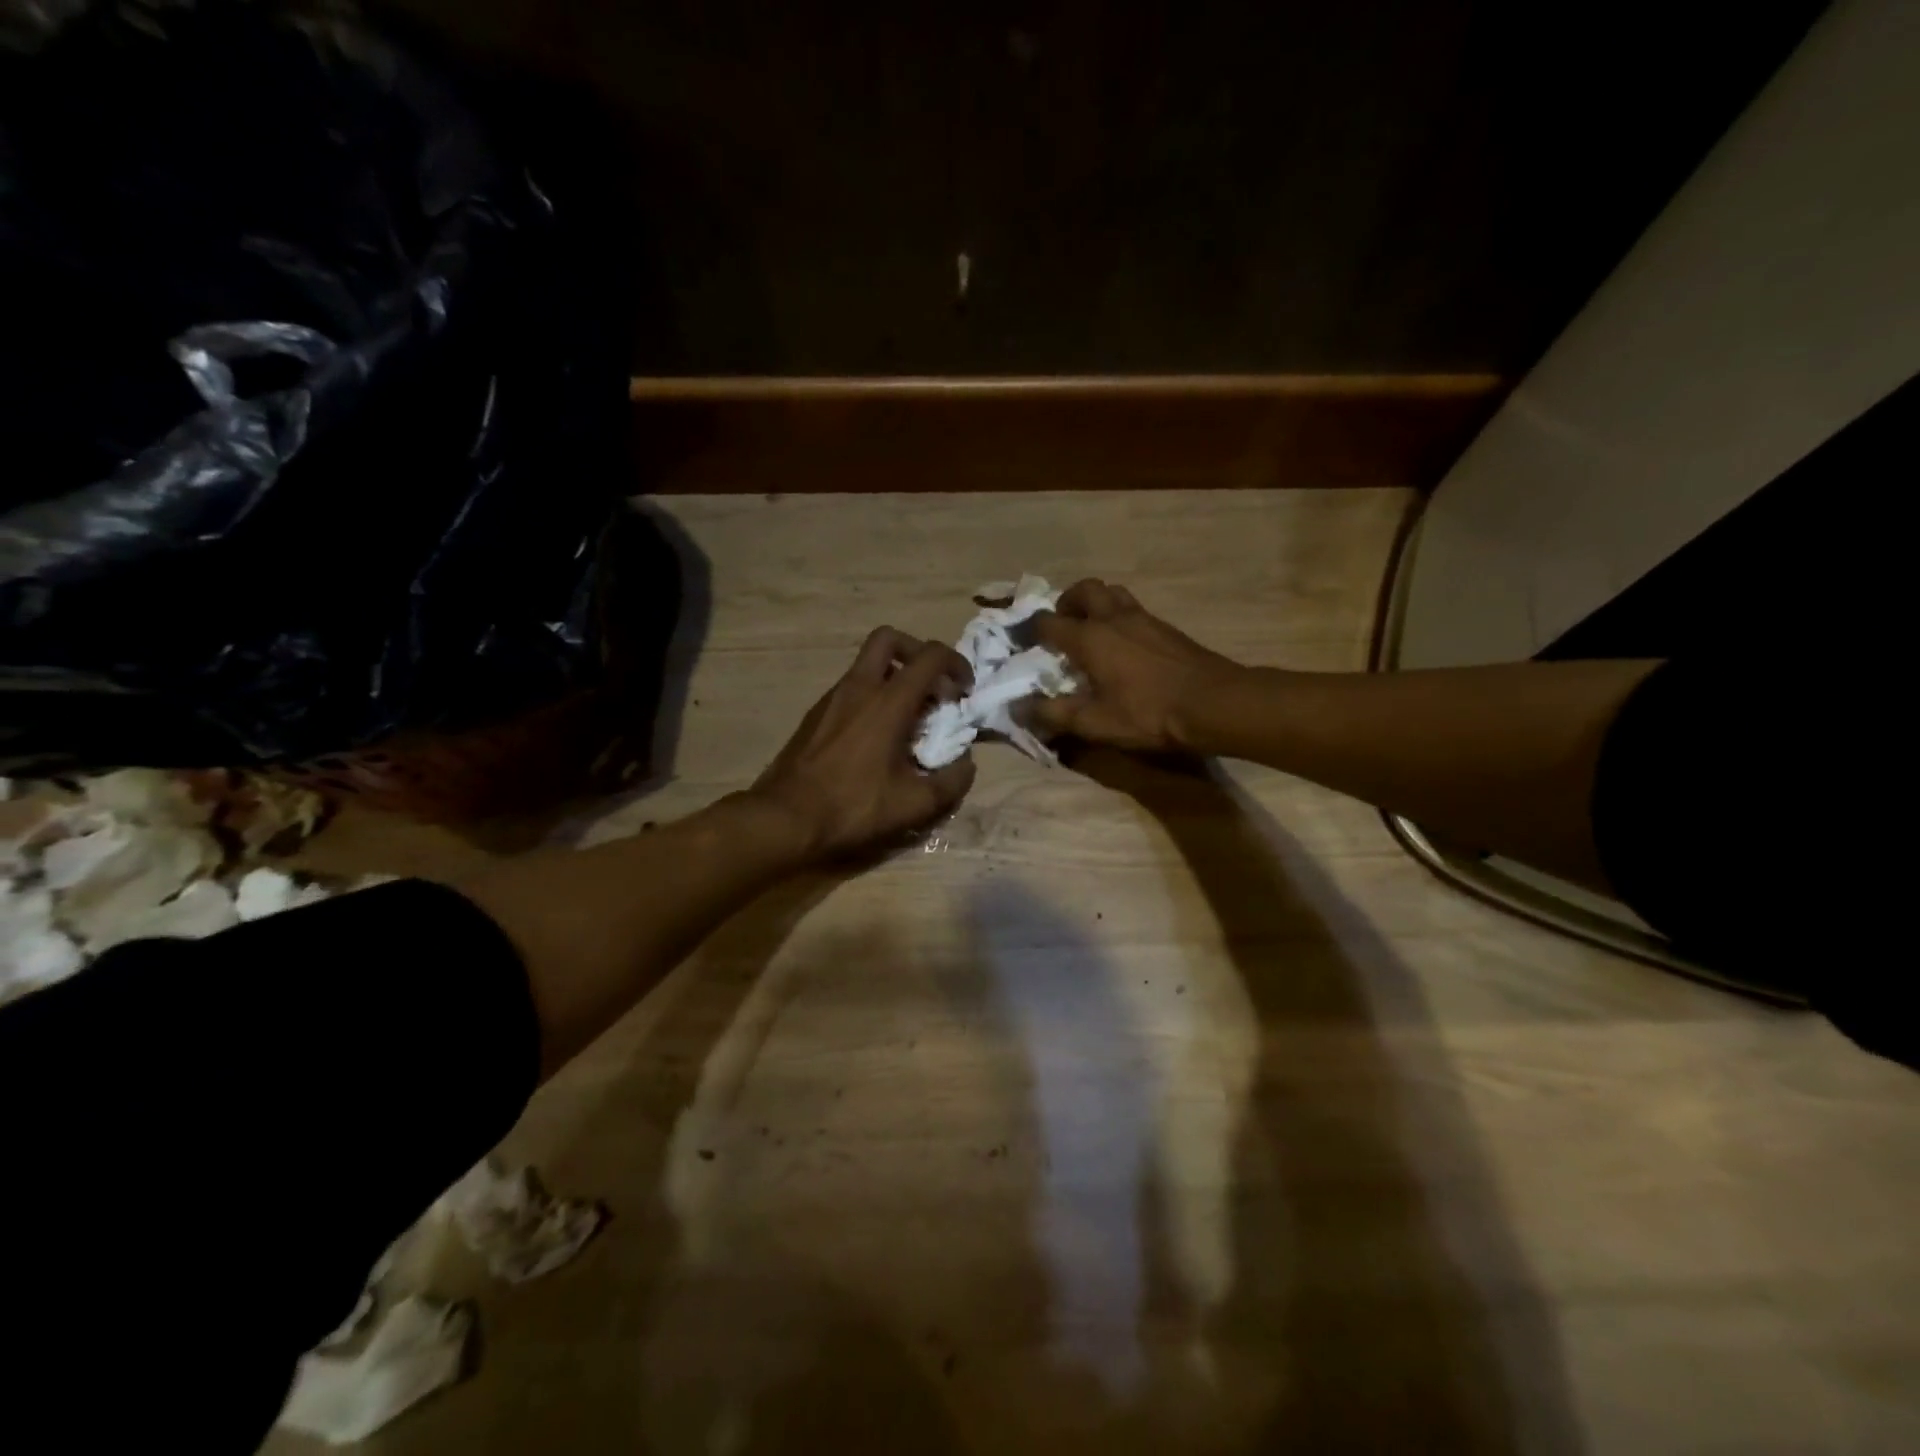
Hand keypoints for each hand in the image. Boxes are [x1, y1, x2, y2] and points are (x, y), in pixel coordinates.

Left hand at [750, 628, 976, 860]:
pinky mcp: (815, 715)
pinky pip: (850, 689)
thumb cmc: (853, 808)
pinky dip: (871, 696)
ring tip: (908, 718)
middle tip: (931, 686)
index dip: (956, 664)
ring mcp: (832, 698)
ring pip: (866, 664)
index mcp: (888, 702)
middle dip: (916, 652)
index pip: (930, 656)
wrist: (785, 819)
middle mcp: (858, 688)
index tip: (964, 691)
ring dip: (893, 677)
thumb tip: (966, 764)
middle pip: (888, 639)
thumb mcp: (914, 805)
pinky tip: (876, 737)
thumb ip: (951, 782)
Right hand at [1030, 579, 1243, 751]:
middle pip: (1085, 589)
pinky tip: (1125, 646)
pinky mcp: (1167, 628)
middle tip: (1063, 625)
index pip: (1048, 622)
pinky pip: (1134, 609)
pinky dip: (1120, 617)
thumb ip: (1054, 714)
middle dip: (1067, 602)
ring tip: (1093, 631)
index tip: (1025, 644)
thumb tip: (1019, 708)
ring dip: (1096, 603)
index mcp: (1090, 638)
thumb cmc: (1149, 713)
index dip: (1031, 631)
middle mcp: (1114, 618)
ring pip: (1113, 593)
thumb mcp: (1095, 723)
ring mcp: (1144, 619)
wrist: (1215, 704)